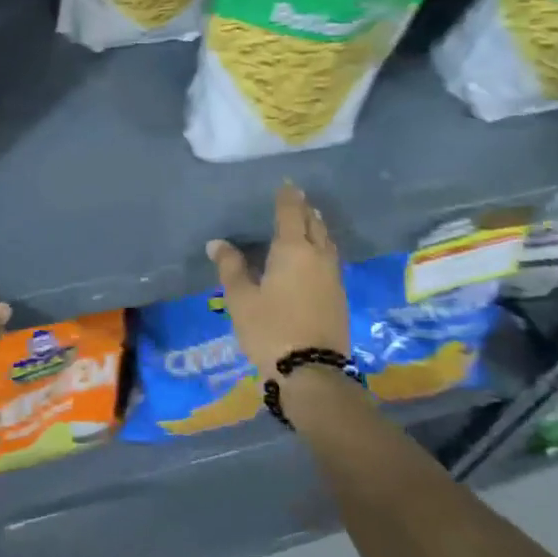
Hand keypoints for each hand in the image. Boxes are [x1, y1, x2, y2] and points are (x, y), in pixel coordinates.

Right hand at [208, 182, 349, 375]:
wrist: (312, 372)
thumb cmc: (270, 329)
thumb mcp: (241, 298)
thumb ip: (230, 267)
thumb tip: (218, 243)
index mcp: (292, 250)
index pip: (291, 214)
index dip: (287, 198)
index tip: (286, 185)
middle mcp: (318, 257)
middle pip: (314, 225)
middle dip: (305, 211)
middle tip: (296, 201)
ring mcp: (333, 277)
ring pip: (326, 242)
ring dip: (317, 228)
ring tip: (307, 222)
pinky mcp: (339, 297)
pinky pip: (330, 260)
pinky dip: (322, 248)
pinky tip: (314, 257)